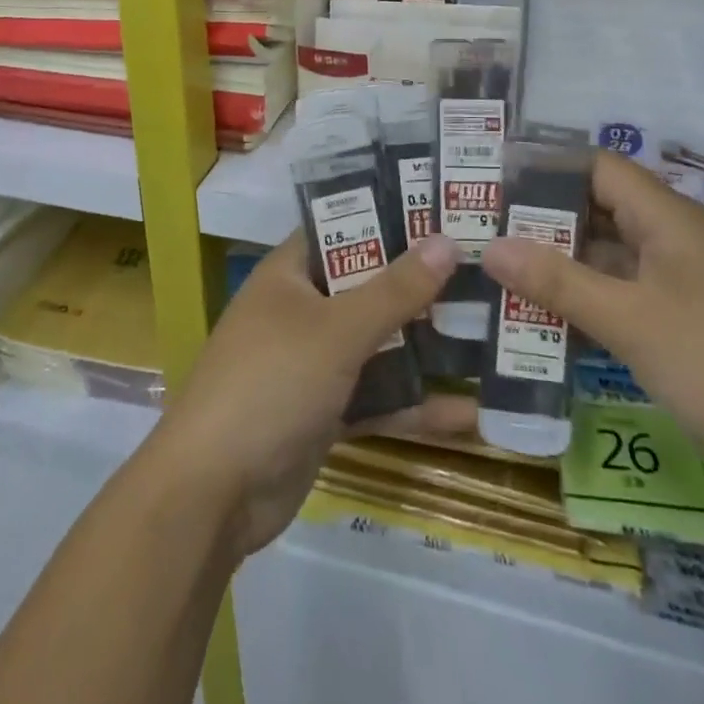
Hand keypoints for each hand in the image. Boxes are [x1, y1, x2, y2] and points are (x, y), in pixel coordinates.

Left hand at [146, 233, 474, 558]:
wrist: (214, 492)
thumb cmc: (272, 383)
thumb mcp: (337, 330)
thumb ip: (394, 289)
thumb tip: (446, 241)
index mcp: (290, 273)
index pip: (343, 227)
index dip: (390, 216)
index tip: (445, 211)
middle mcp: (301, 309)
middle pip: (368, 285)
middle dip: (420, 284)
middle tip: (484, 270)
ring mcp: (312, 362)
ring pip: (377, 343)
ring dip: (424, 345)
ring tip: (489, 334)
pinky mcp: (324, 411)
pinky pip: (376, 397)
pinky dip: (412, 404)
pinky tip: (469, 413)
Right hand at [482, 152, 703, 512]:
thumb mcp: (629, 322)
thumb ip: (556, 282)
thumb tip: (489, 247)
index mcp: (670, 219)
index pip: (597, 167)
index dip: (546, 169)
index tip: (493, 186)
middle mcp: (682, 238)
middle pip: (603, 210)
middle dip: (544, 223)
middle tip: (486, 236)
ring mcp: (694, 282)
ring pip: (617, 256)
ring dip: (567, 267)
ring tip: (507, 279)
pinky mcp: (702, 321)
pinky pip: (635, 294)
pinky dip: (596, 301)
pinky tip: (559, 325)